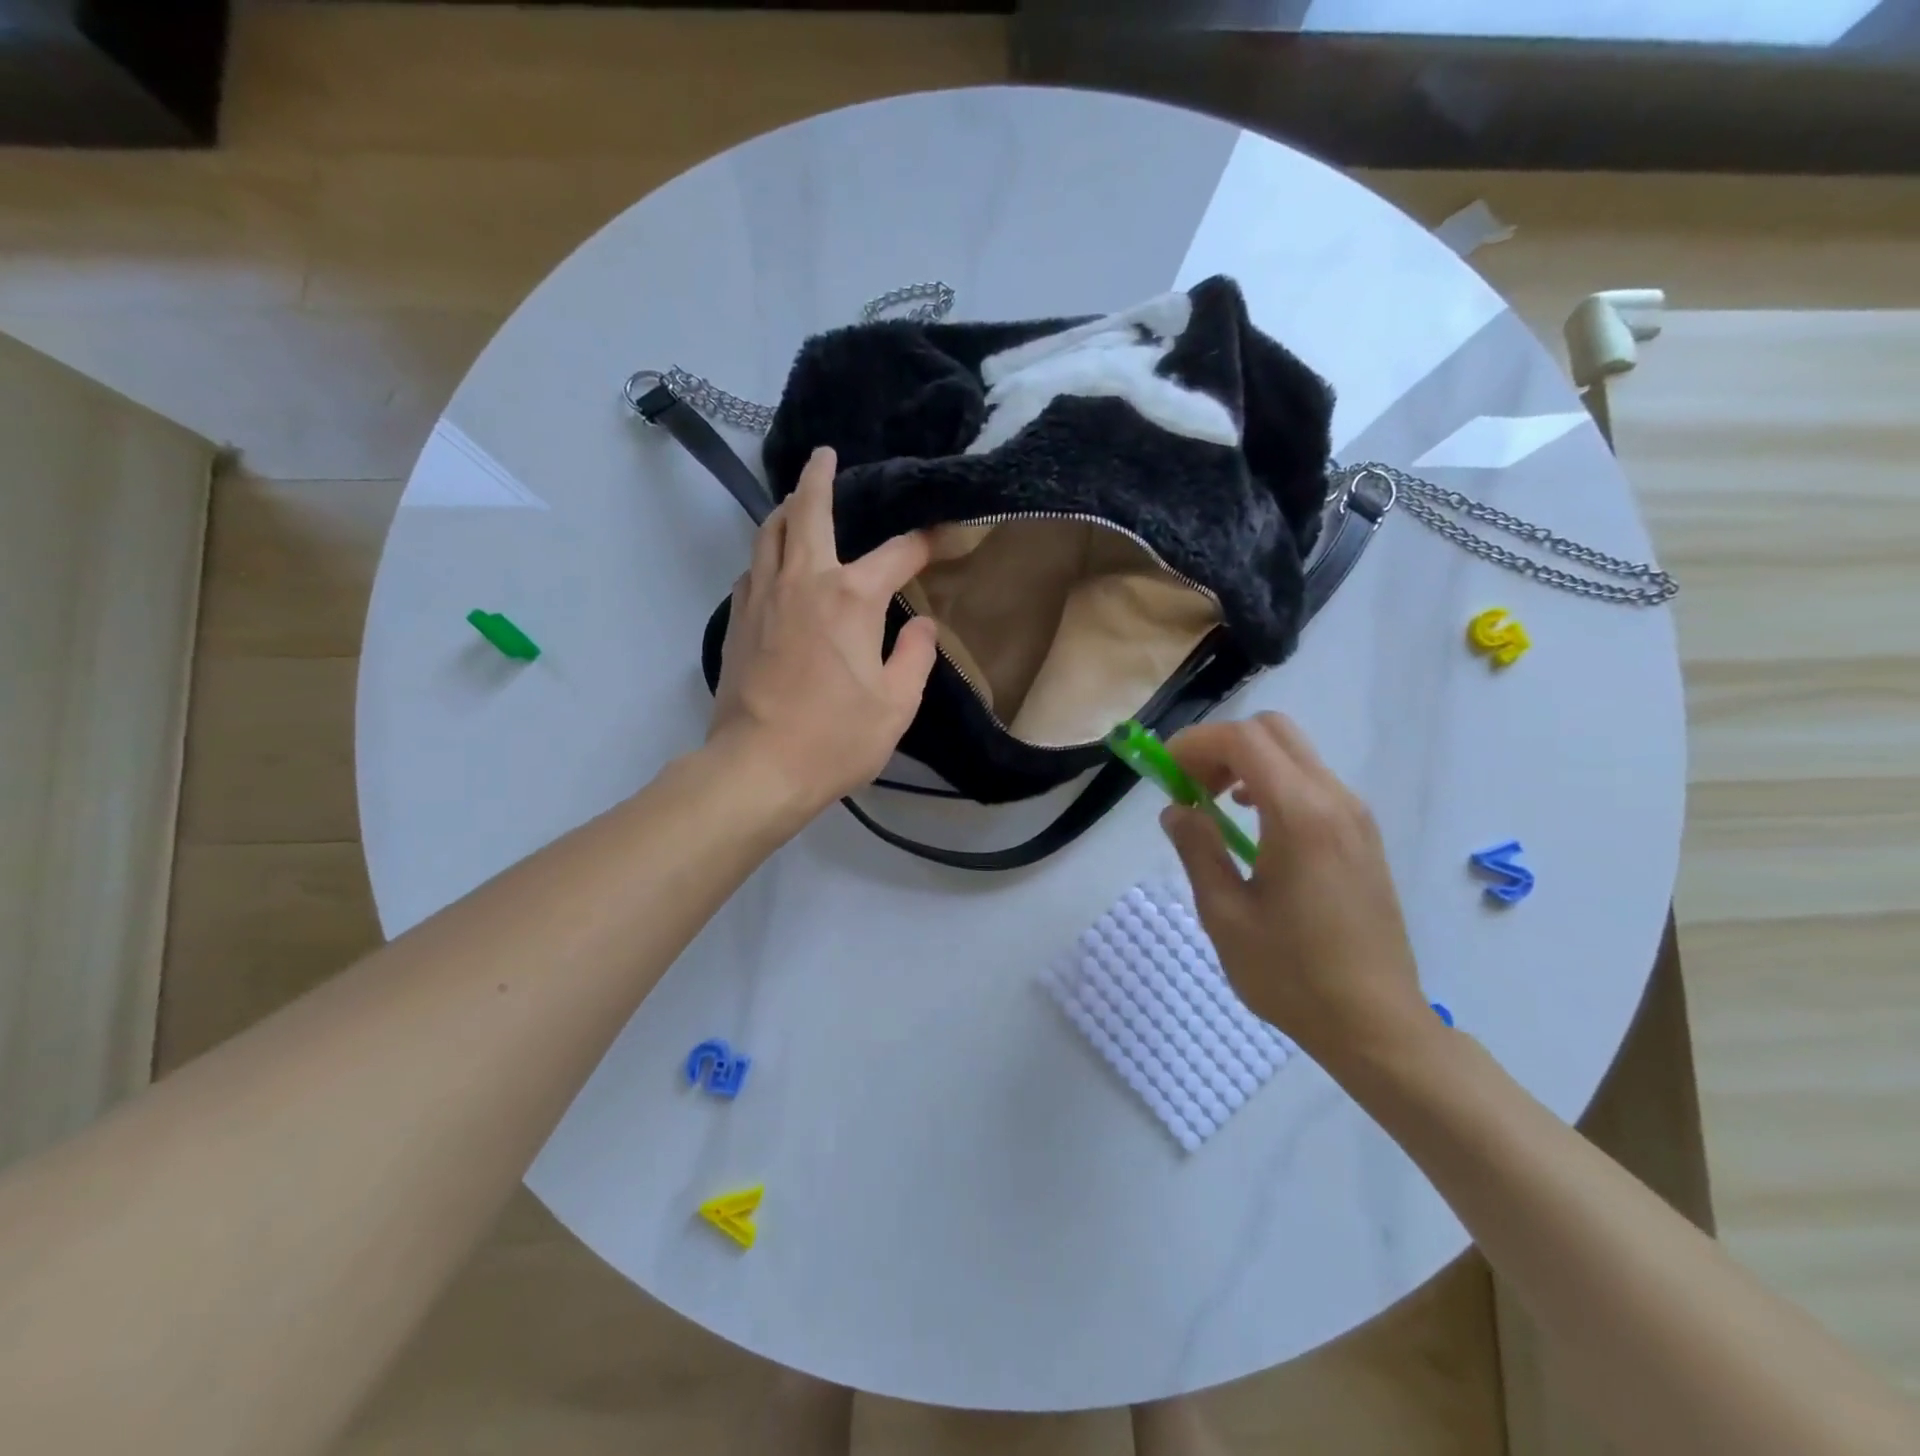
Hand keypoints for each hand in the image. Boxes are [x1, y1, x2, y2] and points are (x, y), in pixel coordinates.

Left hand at [708, 446, 939, 816]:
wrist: (758, 767)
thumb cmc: (836, 738)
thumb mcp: (897, 704)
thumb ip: (914, 656)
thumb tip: (921, 626)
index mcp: (851, 597)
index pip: (897, 554)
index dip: (924, 544)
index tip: (940, 539)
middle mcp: (803, 581)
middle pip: (807, 512)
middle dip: (818, 478)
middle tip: (824, 456)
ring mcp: (763, 597)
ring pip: (768, 533)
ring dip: (785, 510)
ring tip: (795, 502)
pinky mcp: (738, 620)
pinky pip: (753, 568)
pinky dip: (767, 553)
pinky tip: (775, 565)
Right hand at [1160, 713, 1431, 1063]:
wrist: (1376, 1024)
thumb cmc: (1291, 974)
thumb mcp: (1224, 914)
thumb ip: (1197, 849)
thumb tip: (1176, 809)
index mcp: (1300, 815)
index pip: (1243, 739)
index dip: (1195, 744)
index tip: (1165, 775)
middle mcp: (1335, 800)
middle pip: (1272, 730)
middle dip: (1221, 746)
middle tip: (1191, 787)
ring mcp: (1356, 816)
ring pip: (1295, 752)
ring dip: (1247, 762)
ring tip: (1216, 807)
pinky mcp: (1363, 835)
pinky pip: (1313, 781)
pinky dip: (1273, 781)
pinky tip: (1255, 826)